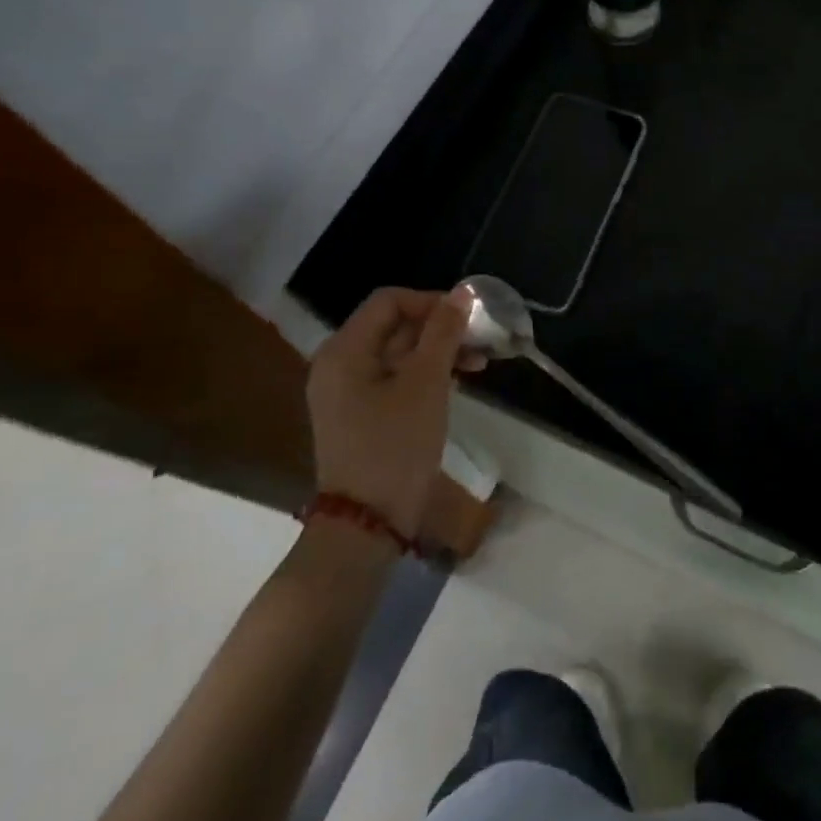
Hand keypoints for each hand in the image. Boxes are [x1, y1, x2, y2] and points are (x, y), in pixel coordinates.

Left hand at [306, 287, 483, 535]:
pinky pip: (396, 379)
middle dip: (440, 328)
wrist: (367, 526)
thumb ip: (443, 333)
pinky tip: (459, 381)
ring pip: (399, 354)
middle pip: (394, 326)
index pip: (389, 301)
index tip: (469, 317)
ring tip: (480, 362)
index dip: (431, 301)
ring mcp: (347, 393)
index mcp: (344, 351)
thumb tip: (462, 293)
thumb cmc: (395, 446)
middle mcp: (339, 364)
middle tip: (482, 339)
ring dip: (439, 351)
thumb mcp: (426, 384)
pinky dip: (426, 374)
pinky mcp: (361, 415)